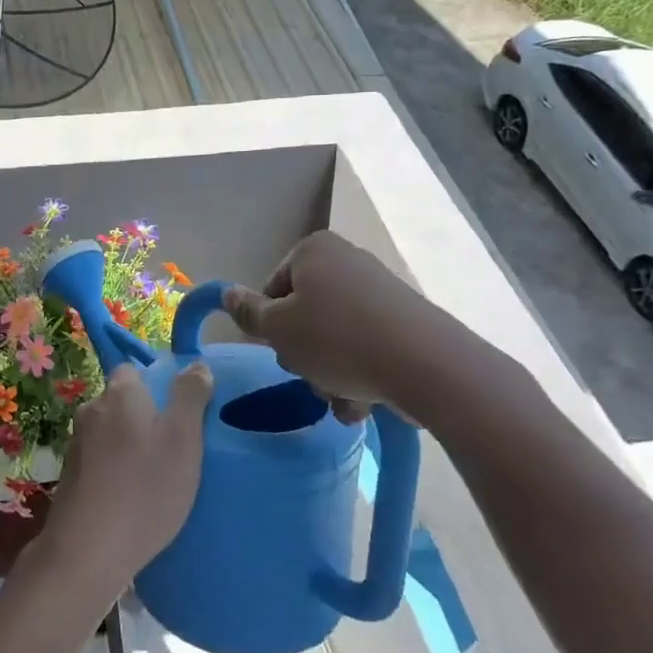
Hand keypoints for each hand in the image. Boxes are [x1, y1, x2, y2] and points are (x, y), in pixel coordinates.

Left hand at [38, 362, 211, 604]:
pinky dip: (115, 471)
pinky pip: (101, 461)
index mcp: (119, 393)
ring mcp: (76, 444)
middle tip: (175, 450)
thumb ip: (190, 397)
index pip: (135, 371)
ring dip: (130, 447)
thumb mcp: (183, 439)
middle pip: (123, 402)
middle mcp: (91, 409)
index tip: (180, 415)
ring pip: (111, 433)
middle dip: (146, 418)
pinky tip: (132, 498)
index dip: (159, 387)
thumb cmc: (144, 489)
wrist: (87, 551)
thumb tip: (195, 365)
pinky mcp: (70, 476)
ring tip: (156, 478)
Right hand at [222, 231, 452, 420]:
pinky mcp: (406, 321)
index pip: (273, 288)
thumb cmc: (336, 339)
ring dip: (330, 373)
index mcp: (314, 251)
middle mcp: (347, 261)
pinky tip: (365, 401)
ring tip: (342, 398)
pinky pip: (367, 347)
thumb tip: (226, 293)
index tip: (282, 350)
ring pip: (335, 337)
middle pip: (306, 314)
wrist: (426, 365)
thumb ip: (248, 313)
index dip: (271, 325)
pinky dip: (361, 374)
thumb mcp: (278, 329)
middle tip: (311, 375)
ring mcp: (380, 290)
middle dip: (304, 353)